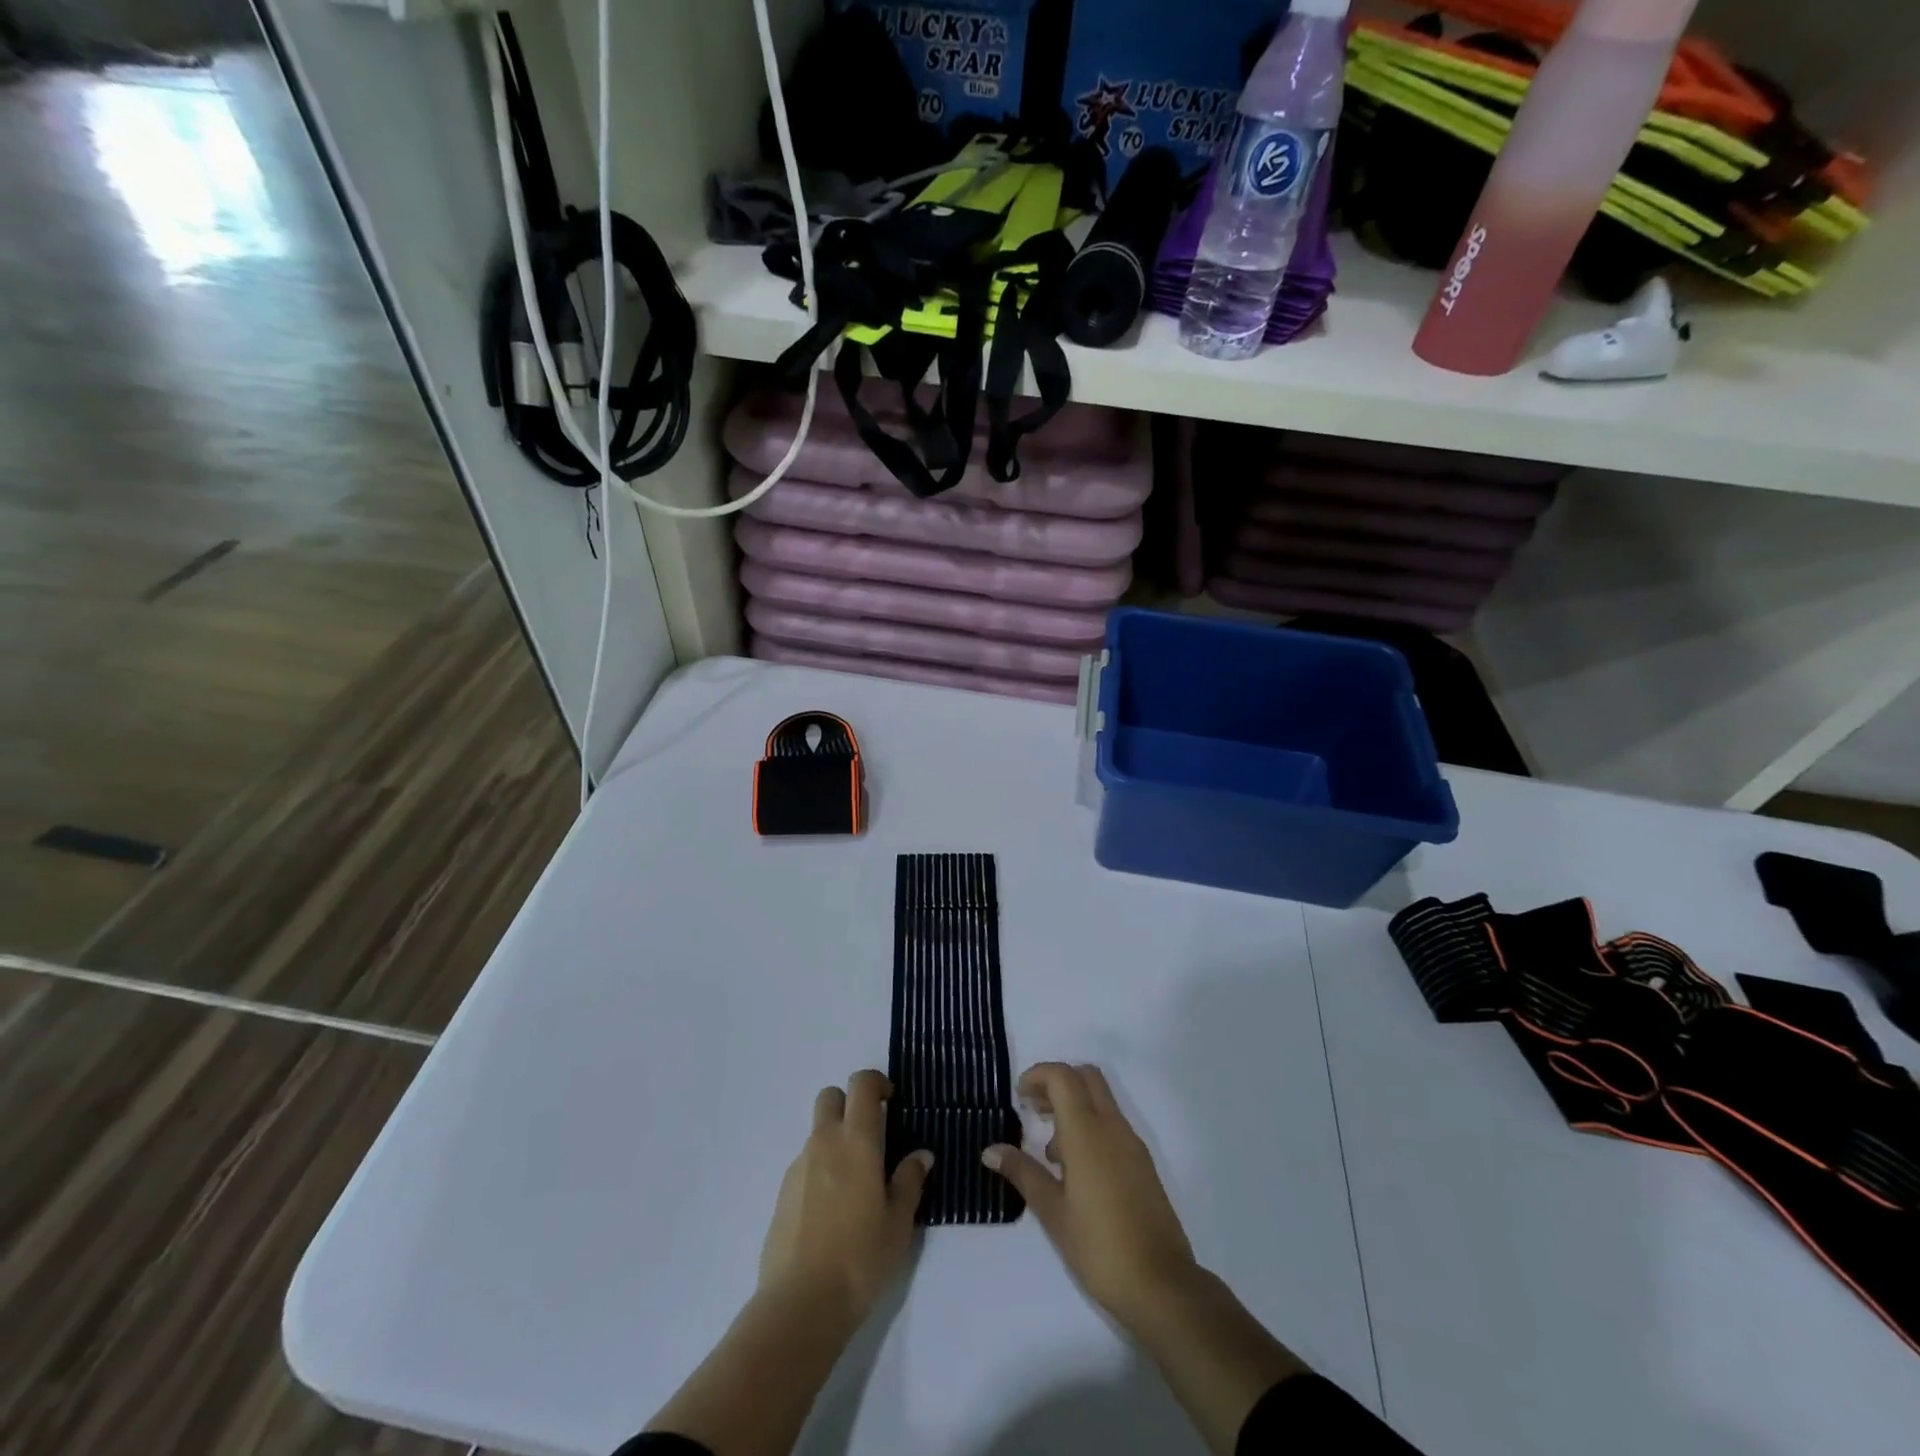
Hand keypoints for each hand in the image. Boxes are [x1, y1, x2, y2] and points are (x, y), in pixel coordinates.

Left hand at [759, 1070, 932, 1326]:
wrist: (800, 1305)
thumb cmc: (860, 1258)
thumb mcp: (899, 1223)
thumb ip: (909, 1181)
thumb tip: (920, 1155)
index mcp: (856, 1141)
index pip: (861, 1084)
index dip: (876, 1082)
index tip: (891, 1100)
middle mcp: (824, 1143)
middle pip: (830, 1097)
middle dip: (849, 1103)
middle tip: (871, 1135)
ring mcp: (798, 1167)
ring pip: (817, 1132)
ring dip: (835, 1140)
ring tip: (855, 1185)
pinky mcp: (782, 1194)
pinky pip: (805, 1164)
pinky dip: (820, 1170)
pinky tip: (832, 1211)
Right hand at [981, 1062, 1197, 1324]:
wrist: (1162, 1286)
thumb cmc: (1099, 1246)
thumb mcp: (1052, 1212)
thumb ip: (1023, 1173)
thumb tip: (990, 1150)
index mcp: (1087, 1132)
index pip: (1063, 1077)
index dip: (1038, 1075)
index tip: (1019, 1095)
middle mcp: (1113, 1127)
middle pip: (1086, 1077)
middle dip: (1057, 1082)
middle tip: (1033, 1109)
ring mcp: (1132, 1144)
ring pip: (1101, 1100)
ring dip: (1074, 1106)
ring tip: (1050, 1151)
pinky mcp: (1143, 1164)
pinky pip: (1112, 1125)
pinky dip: (1090, 1127)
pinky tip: (1076, 1171)